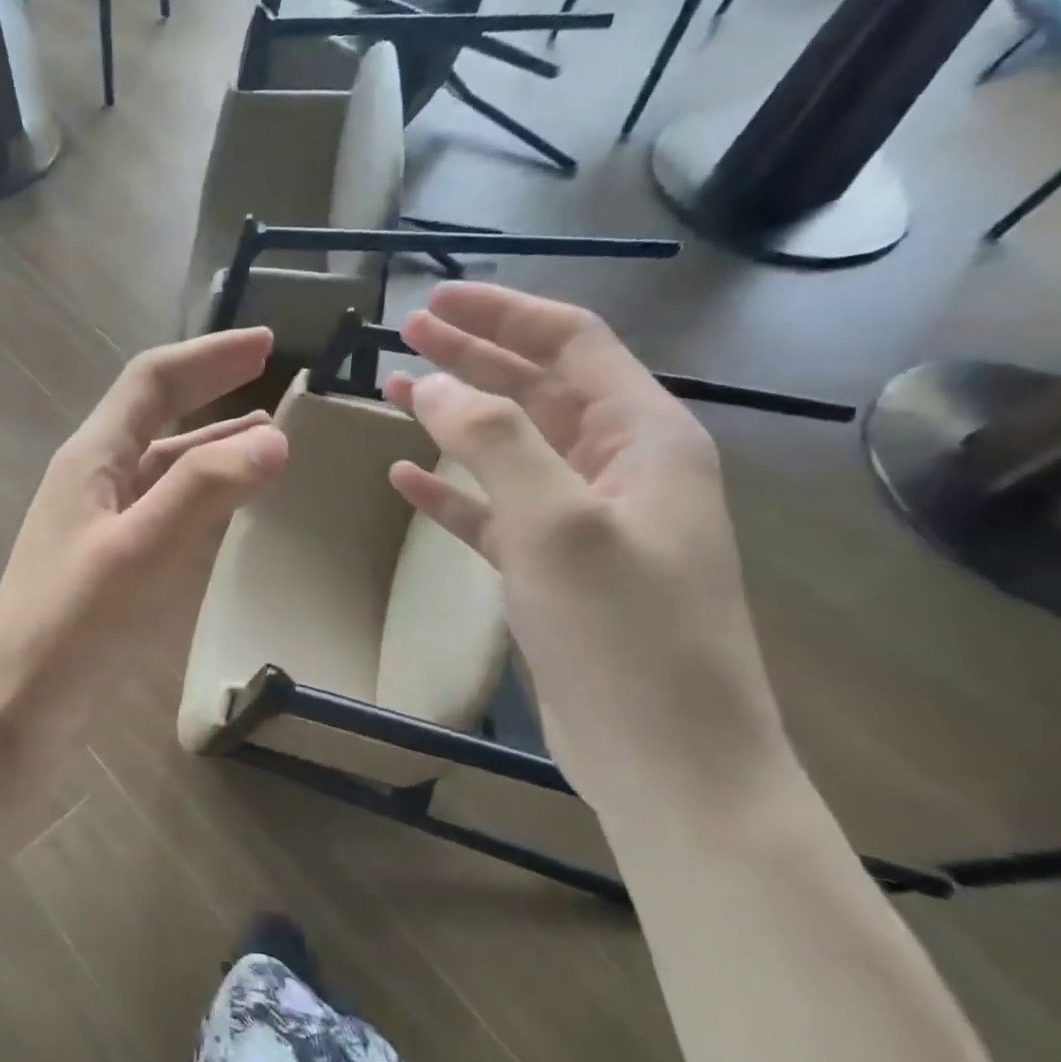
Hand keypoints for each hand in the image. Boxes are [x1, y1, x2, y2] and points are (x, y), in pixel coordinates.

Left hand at [0, 329, 288, 761]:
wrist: (16, 712)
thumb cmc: (70, 628)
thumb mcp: (139, 550)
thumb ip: (203, 489)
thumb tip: (273, 438)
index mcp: (91, 459)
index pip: (152, 382)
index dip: (208, 356)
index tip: (267, 342)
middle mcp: (94, 481)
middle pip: (158, 416)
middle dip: (214, 392)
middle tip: (275, 382)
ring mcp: (101, 525)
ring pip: (165, 466)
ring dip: (214, 445)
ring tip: (268, 440)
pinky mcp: (111, 566)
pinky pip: (166, 511)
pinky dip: (204, 496)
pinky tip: (231, 509)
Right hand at [383, 284, 788, 806]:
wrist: (666, 760)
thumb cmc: (626, 632)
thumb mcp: (560, 521)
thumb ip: (496, 440)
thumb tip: (433, 385)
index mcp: (644, 438)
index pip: (572, 344)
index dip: (503, 315)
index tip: (434, 301)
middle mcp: (618, 468)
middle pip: (538, 388)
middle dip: (473, 356)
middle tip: (405, 334)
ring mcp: (583, 521)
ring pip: (510, 447)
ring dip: (455, 417)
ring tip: (394, 392)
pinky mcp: (551, 568)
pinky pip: (493, 509)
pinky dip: (451, 490)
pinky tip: (405, 478)